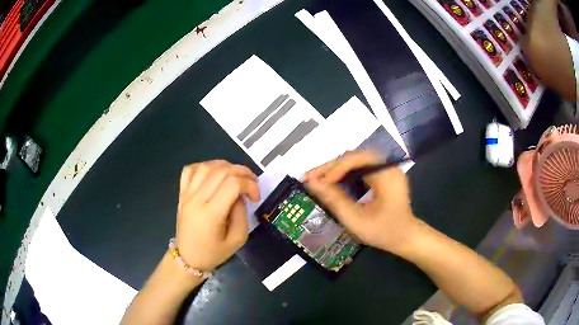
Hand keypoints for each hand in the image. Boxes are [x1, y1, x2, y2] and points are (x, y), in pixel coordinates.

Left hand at [175, 160, 258, 271]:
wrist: (187, 258)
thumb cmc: (213, 253)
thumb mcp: (237, 240)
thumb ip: (242, 215)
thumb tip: (240, 195)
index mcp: (211, 214)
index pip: (232, 184)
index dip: (249, 185)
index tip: (256, 197)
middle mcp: (197, 199)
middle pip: (221, 171)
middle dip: (242, 172)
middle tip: (252, 183)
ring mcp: (187, 194)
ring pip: (207, 166)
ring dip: (226, 166)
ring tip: (235, 177)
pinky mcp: (182, 193)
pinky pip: (190, 169)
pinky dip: (204, 166)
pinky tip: (214, 174)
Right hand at [304, 150, 418, 253]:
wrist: (406, 238)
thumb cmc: (384, 232)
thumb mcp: (356, 220)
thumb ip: (334, 200)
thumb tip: (311, 183)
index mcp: (387, 174)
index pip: (356, 159)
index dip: (333, 168)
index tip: (315, 182)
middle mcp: (388, 165)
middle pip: (354, 157)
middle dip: (330, 167)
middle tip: (309, 178)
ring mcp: (386, 168)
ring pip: (355, 161)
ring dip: (335, 169)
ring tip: (316, 179)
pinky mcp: (383, 174)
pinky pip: (360, 167)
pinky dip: (344, 174)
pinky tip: (332, 181)